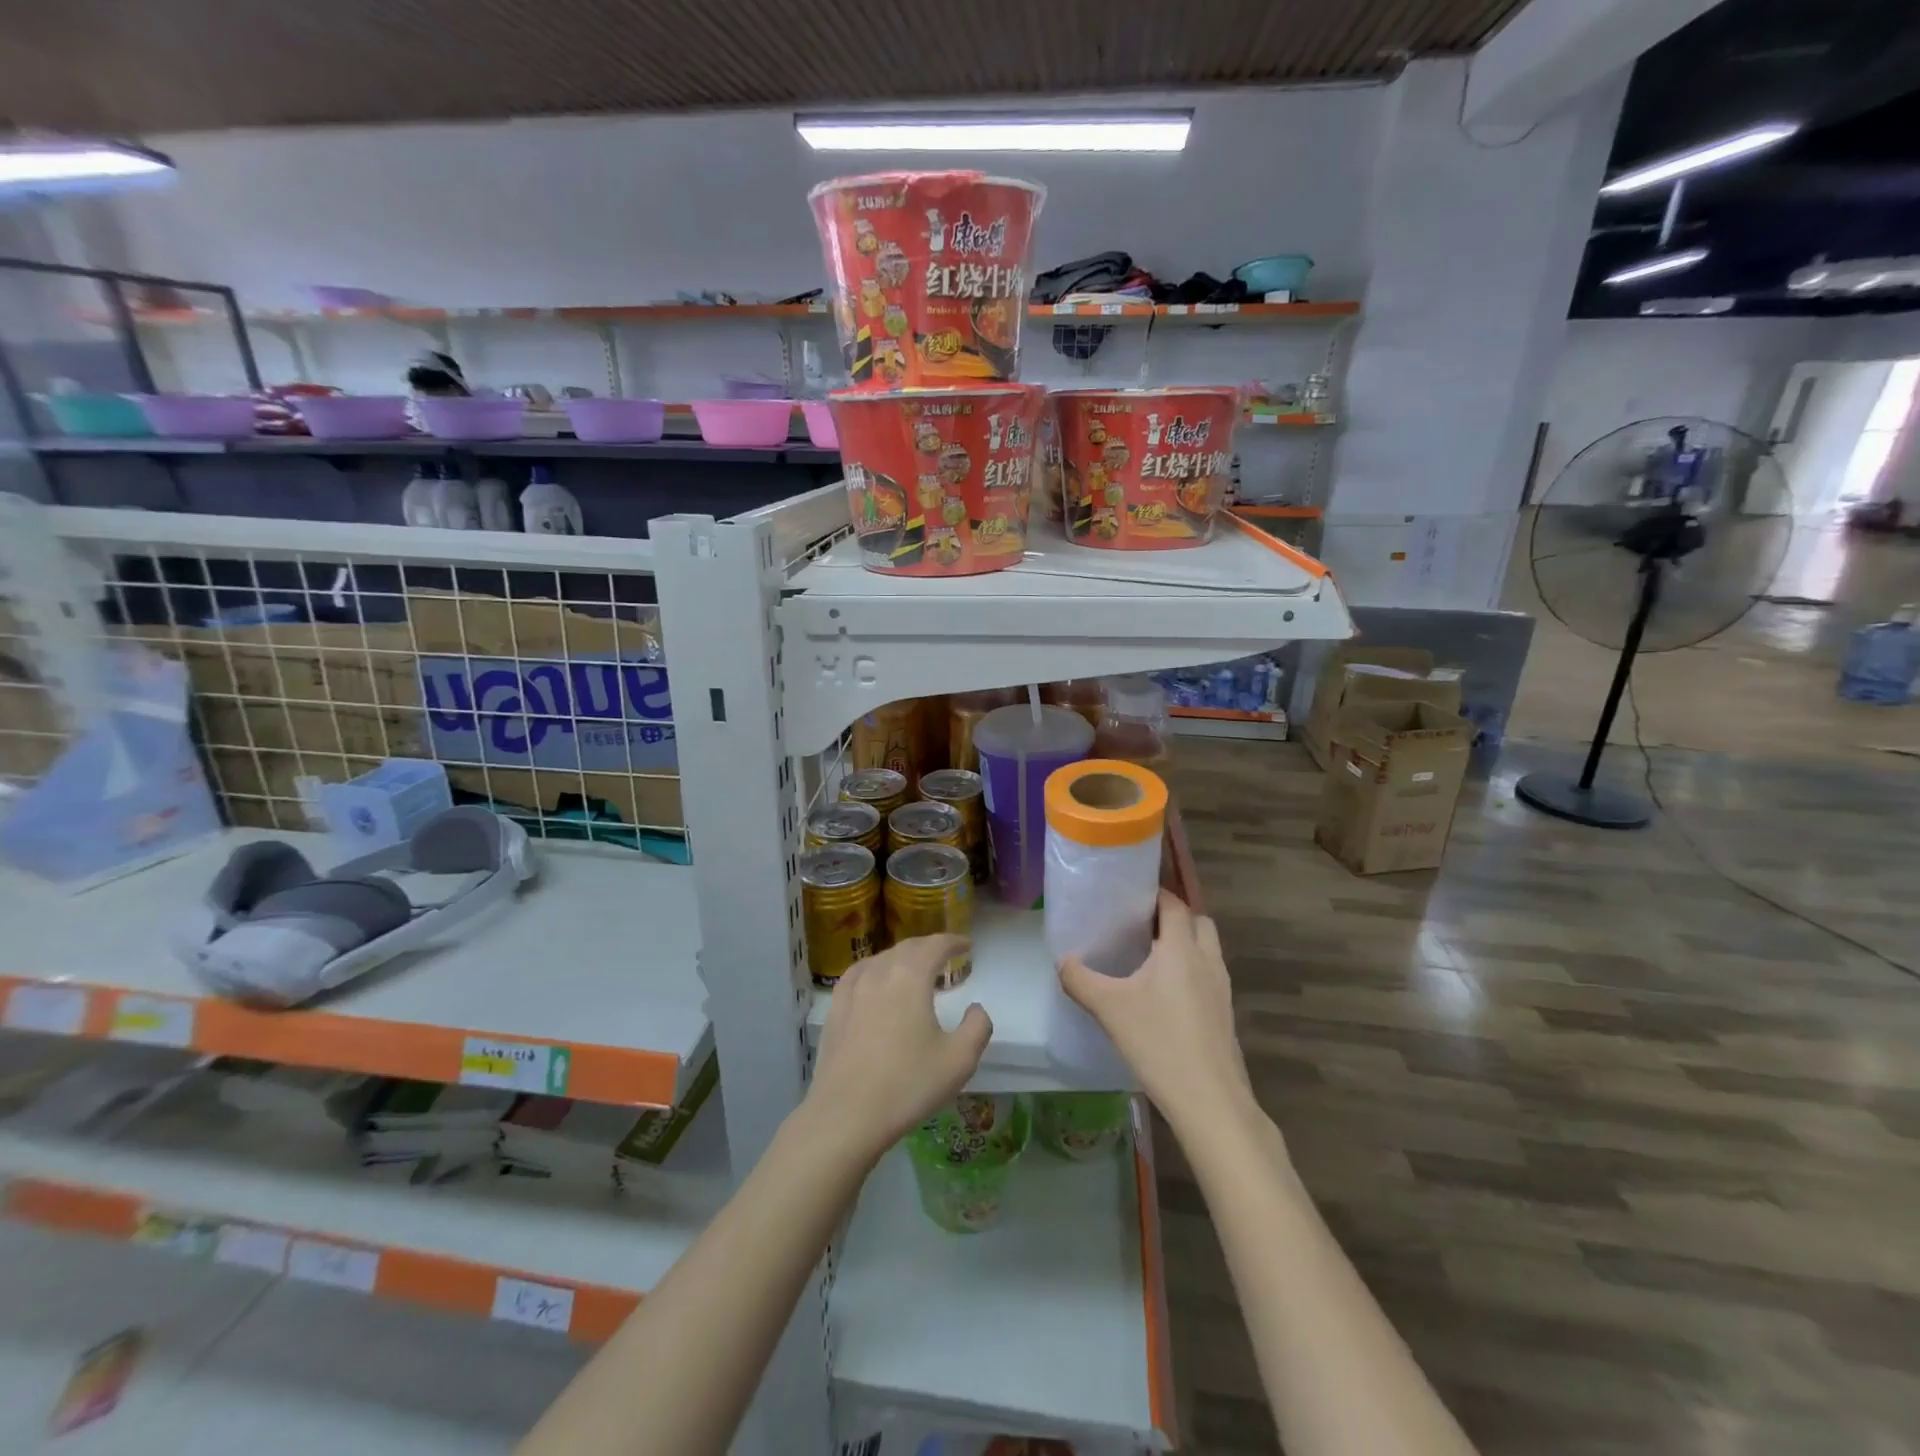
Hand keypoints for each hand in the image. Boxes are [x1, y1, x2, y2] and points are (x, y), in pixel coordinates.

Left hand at [805, 934, 991, 1163]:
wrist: (846, 1115)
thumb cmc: (907, 1085)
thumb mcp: (959, 1060)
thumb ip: (977, 1027)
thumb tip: (975, 1008)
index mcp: (910, 977)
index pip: (935, 945)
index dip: (953, 941)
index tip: (966, 945)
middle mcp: (880, 973)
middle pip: (907, 948)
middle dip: (928, 947)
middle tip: (944, 955)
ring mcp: (852, 990)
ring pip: (881, 959)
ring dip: (902, 957)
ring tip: (914, 968)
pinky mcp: (835, 1009)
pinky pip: (858, 974)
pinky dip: (874, 969)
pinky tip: (874, 981)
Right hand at [1059, 891, 1253, 1133]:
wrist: (1211, 1102)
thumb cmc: (1159, 1043)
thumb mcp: (1109, 1009)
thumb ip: (1080, 980)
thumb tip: (1062, 961)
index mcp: (1181, 949)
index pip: (1175, 904)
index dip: (1156, 894)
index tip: (1130, 896)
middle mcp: (1207, 960)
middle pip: (1198, 921)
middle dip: (1174, 917)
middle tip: (1141, 926)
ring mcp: (1221, 989)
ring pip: (1207, 949)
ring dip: (1185, 944)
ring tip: (1150, 959)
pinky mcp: (1225, 1015)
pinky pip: (1209, 976)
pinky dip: (1191, 972)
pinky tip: (1164, 996)